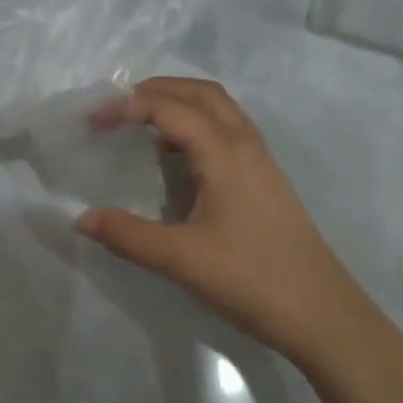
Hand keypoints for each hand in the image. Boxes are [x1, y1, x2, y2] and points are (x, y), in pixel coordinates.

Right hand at [75, 78, 375, 365]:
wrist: (322, 313)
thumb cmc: (251, 279)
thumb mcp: (181, 259)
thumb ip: (128, 235)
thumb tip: (81, 218)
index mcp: (224, 151)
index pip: (168, 108)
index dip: (125, 106)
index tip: (91, 121)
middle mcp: (245, 143)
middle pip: (200, 92)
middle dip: (156, 90)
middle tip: (117, 109)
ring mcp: (261, 159)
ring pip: (219, 109)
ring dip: (180, 103)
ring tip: (142, 126)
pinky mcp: (266, 179)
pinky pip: (228, 131)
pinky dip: (198, 125)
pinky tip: (179, 158)